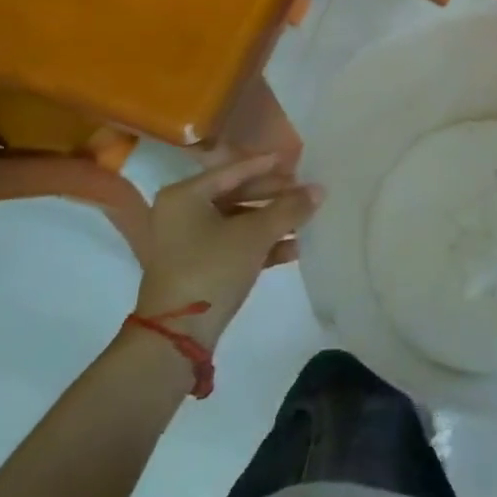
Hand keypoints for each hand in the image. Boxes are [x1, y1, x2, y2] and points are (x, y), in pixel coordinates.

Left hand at [134, 153, 320, 348]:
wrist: (177, 335)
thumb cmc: (212, 268)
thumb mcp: (255, 235)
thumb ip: (288, 208)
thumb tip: (319, 190)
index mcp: (185, 195)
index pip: (234, 170)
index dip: (268, 166)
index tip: (298, 161)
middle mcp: (182, 213)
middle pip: (237, 195)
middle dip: (274, 197)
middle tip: (305, 193)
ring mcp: (188, 242)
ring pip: (238, 222)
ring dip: (272, 222)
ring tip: (306, 221)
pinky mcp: (198, 267)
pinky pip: (235, 245)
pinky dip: (261, 245)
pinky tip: (294, 249)